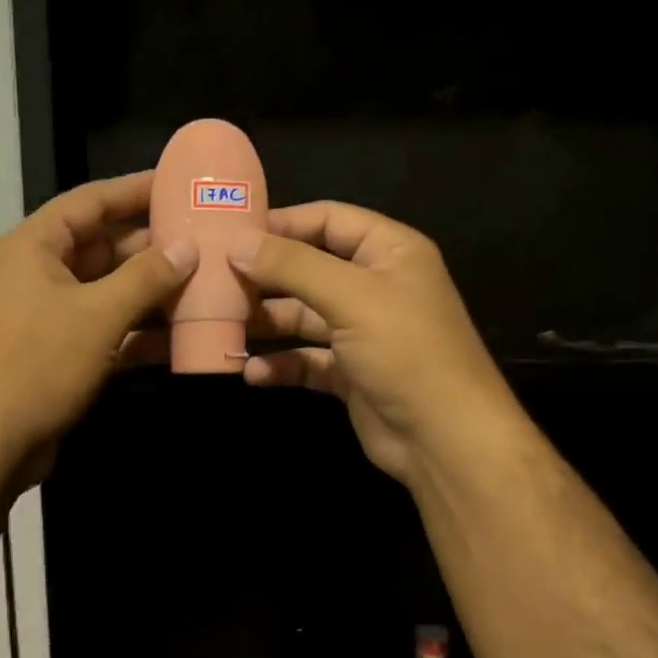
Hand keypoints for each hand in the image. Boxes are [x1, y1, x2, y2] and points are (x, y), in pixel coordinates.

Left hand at [0, 171, 196, 490]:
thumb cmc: (38, 364)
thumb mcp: (97, 315)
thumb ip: (146, 278)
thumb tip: (189, 247)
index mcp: (39, 245)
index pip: (92, 201)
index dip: (135, 190)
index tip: (180, 181)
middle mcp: (44, 273)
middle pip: (107, 247)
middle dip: (155, 247)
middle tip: (209, 241)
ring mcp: (54, 316)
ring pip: (113, 293)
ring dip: (155, 292)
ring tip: (210, 284)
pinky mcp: (65, 354)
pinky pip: (110, 330)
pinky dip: (142, 332)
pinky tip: (185, 335)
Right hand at [231, 201, 513, 484]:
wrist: (443, 437)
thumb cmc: (405, 351)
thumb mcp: (350, 297)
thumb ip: (292, 266)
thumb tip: (237, 242)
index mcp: (389, 252)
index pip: (329, 220)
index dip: (282, 223)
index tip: (231, 233)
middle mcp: (375, 286)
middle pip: (309, 269)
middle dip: (265, 277)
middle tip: (214, 282)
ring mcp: (361, 333)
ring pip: (302, 318)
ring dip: (267, 323)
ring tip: (222, 327)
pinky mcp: (349, 374)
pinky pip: (306, 360)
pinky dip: (280, 365)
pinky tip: (251, 373)